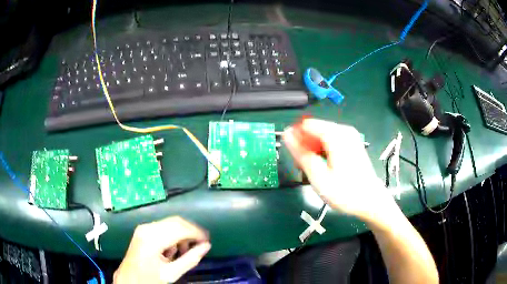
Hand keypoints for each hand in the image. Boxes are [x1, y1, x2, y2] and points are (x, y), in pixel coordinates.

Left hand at [114, 216, 210, 283]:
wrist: (129, 279)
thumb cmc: (149, 278)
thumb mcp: (172, 273)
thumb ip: (190, 259)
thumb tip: (207, 246)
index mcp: (153, 239)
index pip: (180, 229)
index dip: (197, 233)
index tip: (208, 241)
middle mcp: (147, 228)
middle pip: (176, 221)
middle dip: (191, 231)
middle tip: (201, 244)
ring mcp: (144, 227)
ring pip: (170, 222)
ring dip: (182, 233)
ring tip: (185, 250)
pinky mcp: (143, 230)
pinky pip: (163, 226)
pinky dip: (173, 234)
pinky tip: (173, 248)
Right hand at [283, 119, 392, 220]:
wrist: (370, 201)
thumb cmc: (345, 192)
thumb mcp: (318, 177)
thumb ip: (301, 154)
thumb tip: (287, 135)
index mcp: (336, 135)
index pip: (306, 125)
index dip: (296, 139)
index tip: (295, 158)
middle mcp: (344, 130)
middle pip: (314, 130)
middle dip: (305, 146)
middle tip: (303, 168)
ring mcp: (350, 136)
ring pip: (321, 136)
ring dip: (313, 151)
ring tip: (313, 171)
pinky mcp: (352, 143)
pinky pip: (331, 141)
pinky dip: (323, 152)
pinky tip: (323, 167)